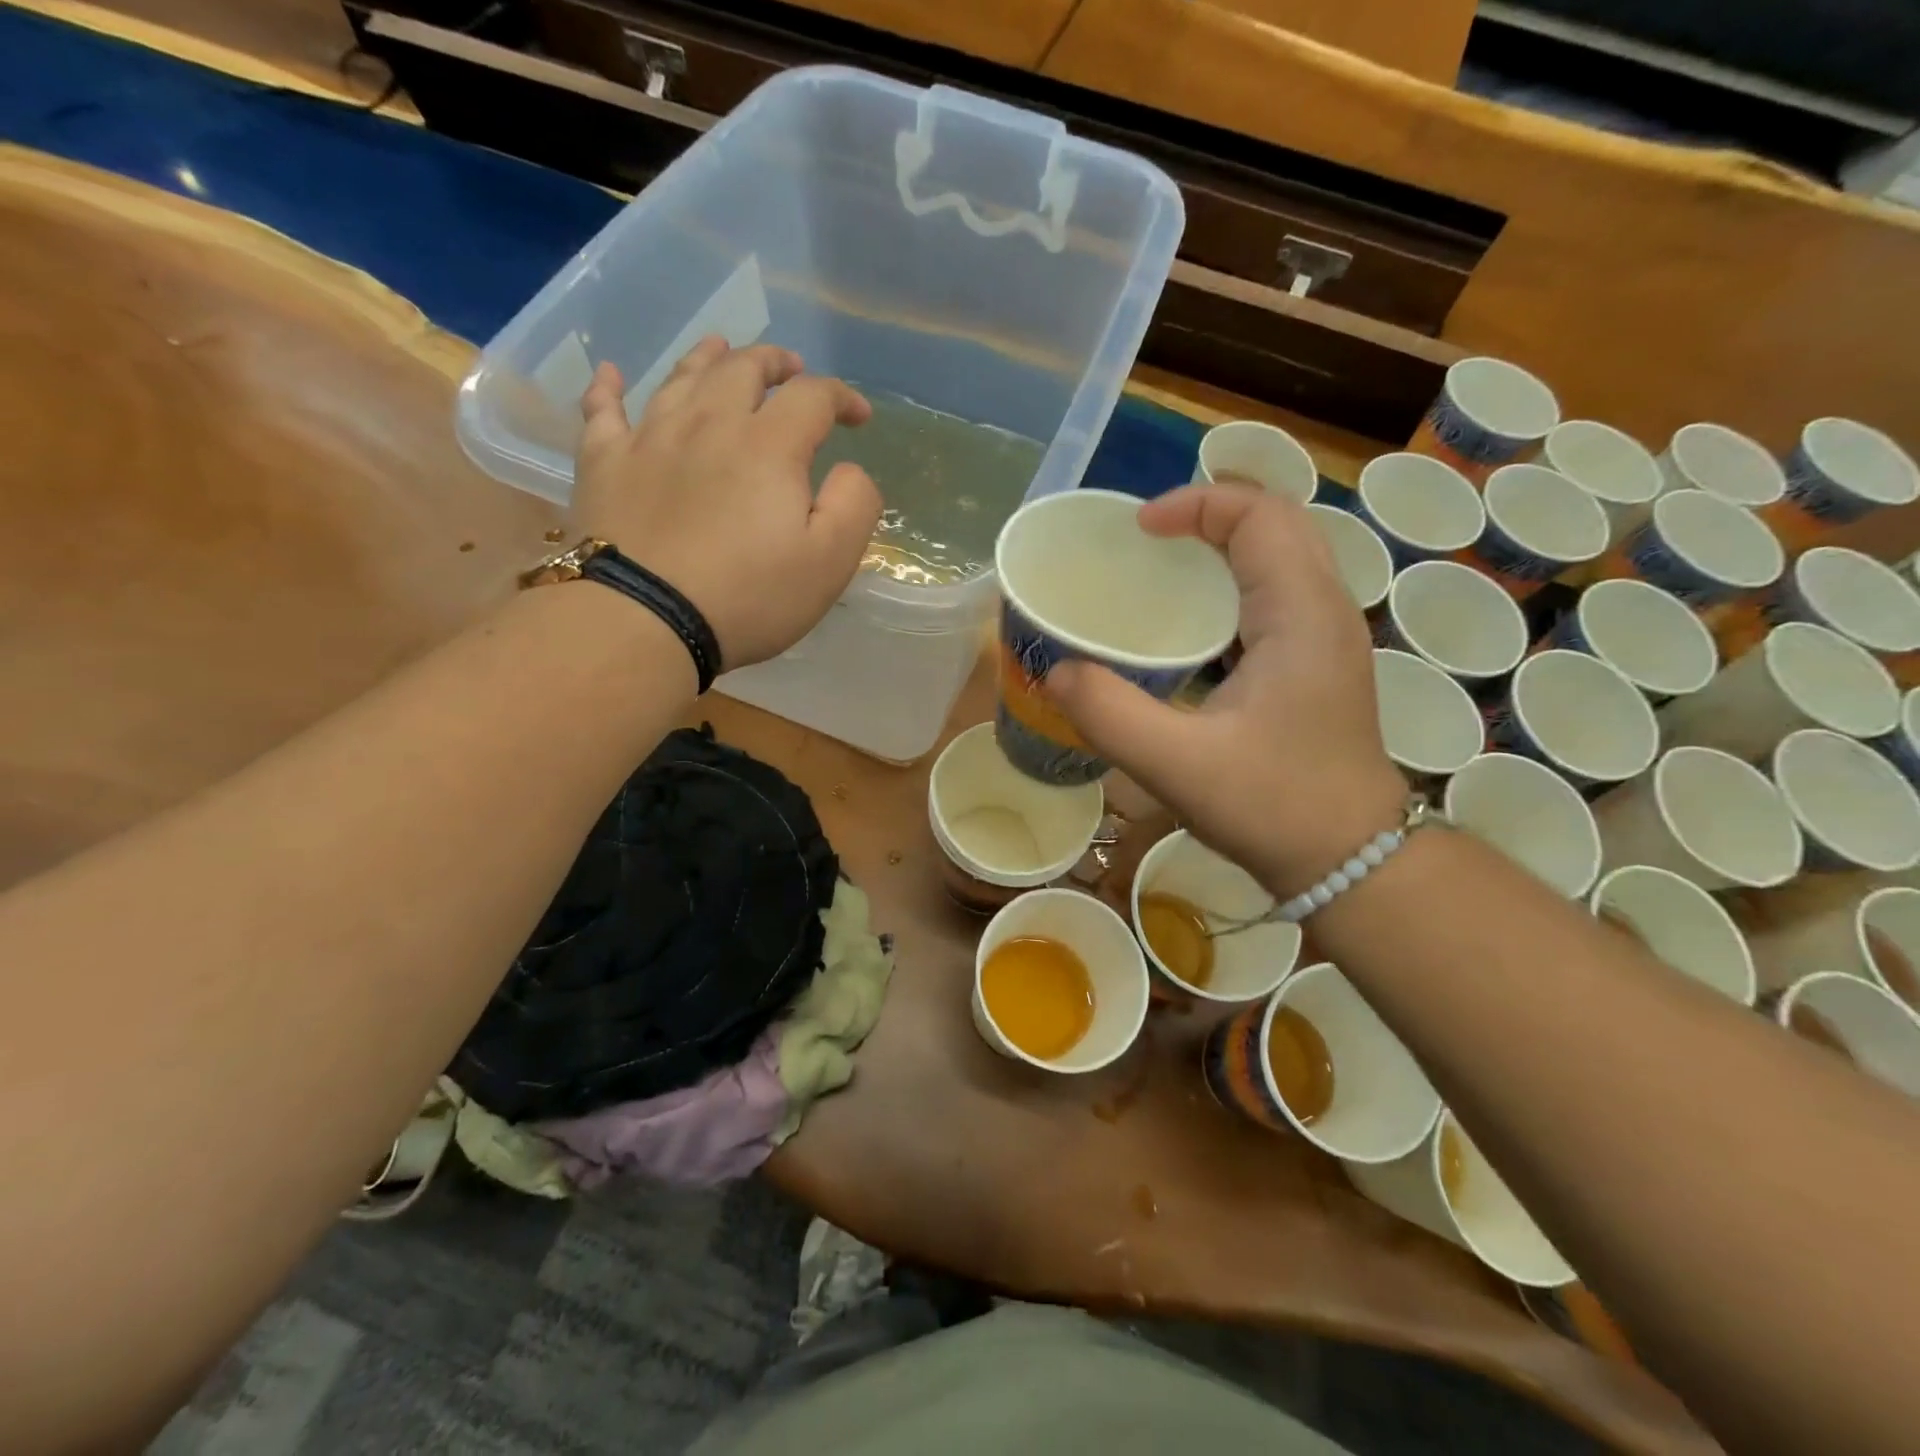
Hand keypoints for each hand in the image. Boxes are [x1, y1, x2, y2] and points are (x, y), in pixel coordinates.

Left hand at [572, 338, 881, 670]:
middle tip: (790, 367)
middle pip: (742, 369)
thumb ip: (854, 505)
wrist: (645, 619)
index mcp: (768, 446)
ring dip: (707, 358)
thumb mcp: (829, 562)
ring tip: (721, 349)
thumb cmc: (748, 597)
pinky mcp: (604, 464)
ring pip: (680, 378)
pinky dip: (607, 388)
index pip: (812, 397)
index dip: (841, 397)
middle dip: (774, 363)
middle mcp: (709, 424)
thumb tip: (850, 469)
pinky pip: (602, 411)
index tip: (858, 417)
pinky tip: (609, 375)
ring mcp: (650, 439)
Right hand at [1047, 484, 1406, 896]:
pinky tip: (1194, 626)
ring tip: (1164, 570)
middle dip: (1211, 514)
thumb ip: (1110, 714)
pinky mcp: (1321, 664)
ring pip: (1284, 556)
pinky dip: (1236, 584)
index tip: (1139, 530)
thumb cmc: (1273, 807)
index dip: (1196, 504)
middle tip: (1149, 541)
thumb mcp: (1178, 765)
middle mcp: (1325, 610)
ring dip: (1226, 546)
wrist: (1352, 861)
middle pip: (1278, 522)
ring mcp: (1330, 637)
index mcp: (1300, 614)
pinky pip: (1281, 593)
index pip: (1259, 515)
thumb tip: (1053, 672)